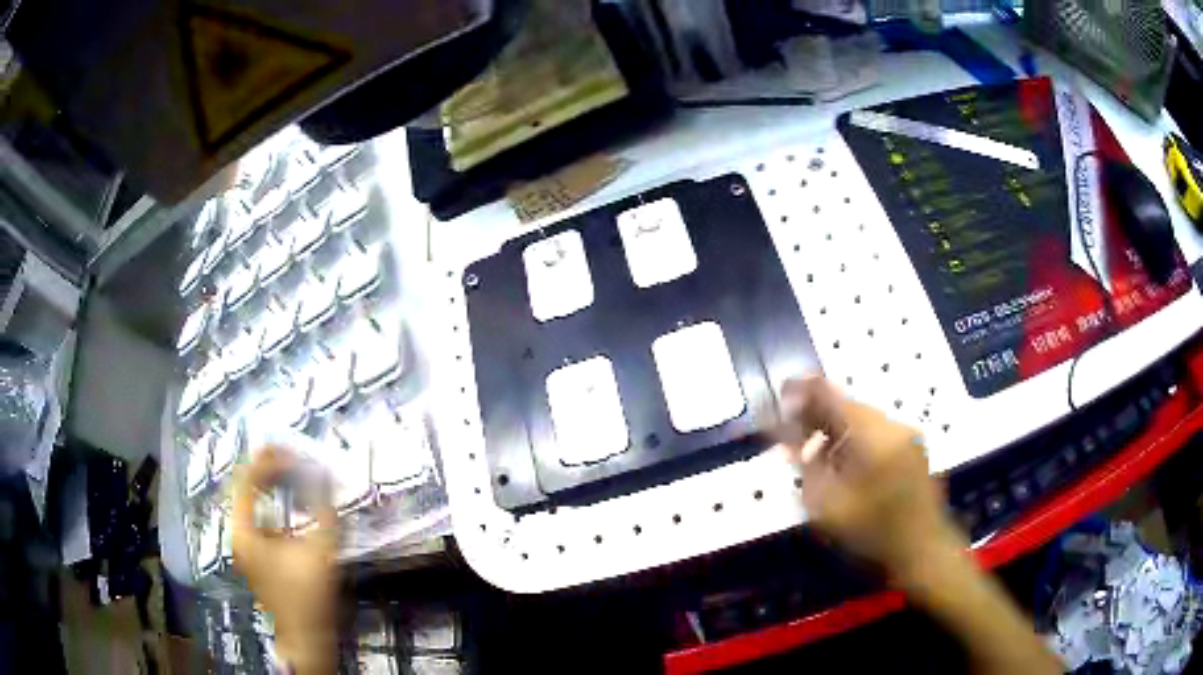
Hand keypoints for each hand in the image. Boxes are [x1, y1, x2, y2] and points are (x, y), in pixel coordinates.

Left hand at [232, 446, 337, 674]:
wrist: (306, 637)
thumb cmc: (309, 596)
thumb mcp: (320, 551)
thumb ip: (324, 511)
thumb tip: (325, 475)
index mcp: (244, 530)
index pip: (246, 480)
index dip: (268, 460)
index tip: (292, 450)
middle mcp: (237, 533)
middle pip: (245, 486)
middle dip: (268, 468)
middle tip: (292, 455)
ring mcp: (244, 544)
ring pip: (250, 500)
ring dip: (270, 483)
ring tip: (291, 470)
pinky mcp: (254, 553)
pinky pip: (258, 515)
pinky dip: (272, 502)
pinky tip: (290, 501)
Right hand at [778, 376, 964, 581]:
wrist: (923, 549)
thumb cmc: (872, 532)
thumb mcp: (828, 506)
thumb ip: (807, 467)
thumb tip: (789, 440)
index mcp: (872, 433)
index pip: (830, 394)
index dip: (801, 391)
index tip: (779, 395)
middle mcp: (892, 424)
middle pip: (847, 404)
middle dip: (816, 412)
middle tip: (791, 429)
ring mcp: (906, 434)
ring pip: (861, 419)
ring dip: (835, 427)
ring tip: (812, 447)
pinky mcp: (912, 447)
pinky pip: (876, 431)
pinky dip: (854, 438)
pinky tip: (840, 459)